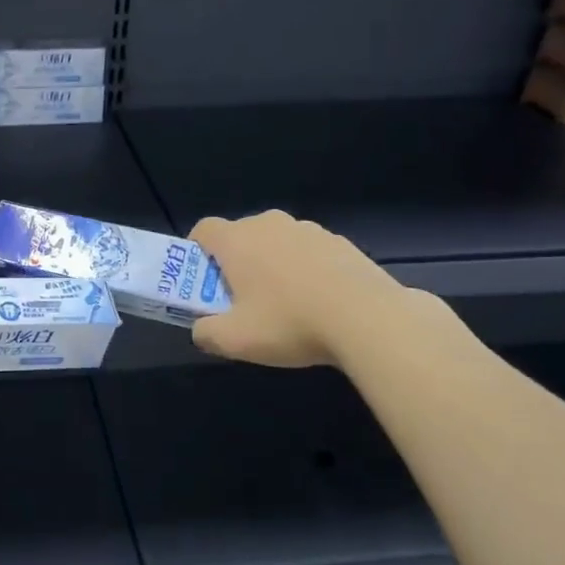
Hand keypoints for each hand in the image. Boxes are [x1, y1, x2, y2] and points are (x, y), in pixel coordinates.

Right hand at [188, 210, 405, 368]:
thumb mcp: (235, 340)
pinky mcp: (340, 242)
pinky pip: (308, 252)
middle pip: (240, 236)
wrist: (367, 318)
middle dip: (236, 263)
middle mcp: (268, 224)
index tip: (204, 281)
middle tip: (242, 300)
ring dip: (272, 265)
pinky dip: (305, 270)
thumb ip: (206, 333)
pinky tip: (319, 303)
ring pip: (276, 243)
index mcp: (236, 239)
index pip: (203, 230)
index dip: (197, 253)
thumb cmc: (289, 323)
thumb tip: (201, 330)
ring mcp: (307, 229)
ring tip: (286, 305)